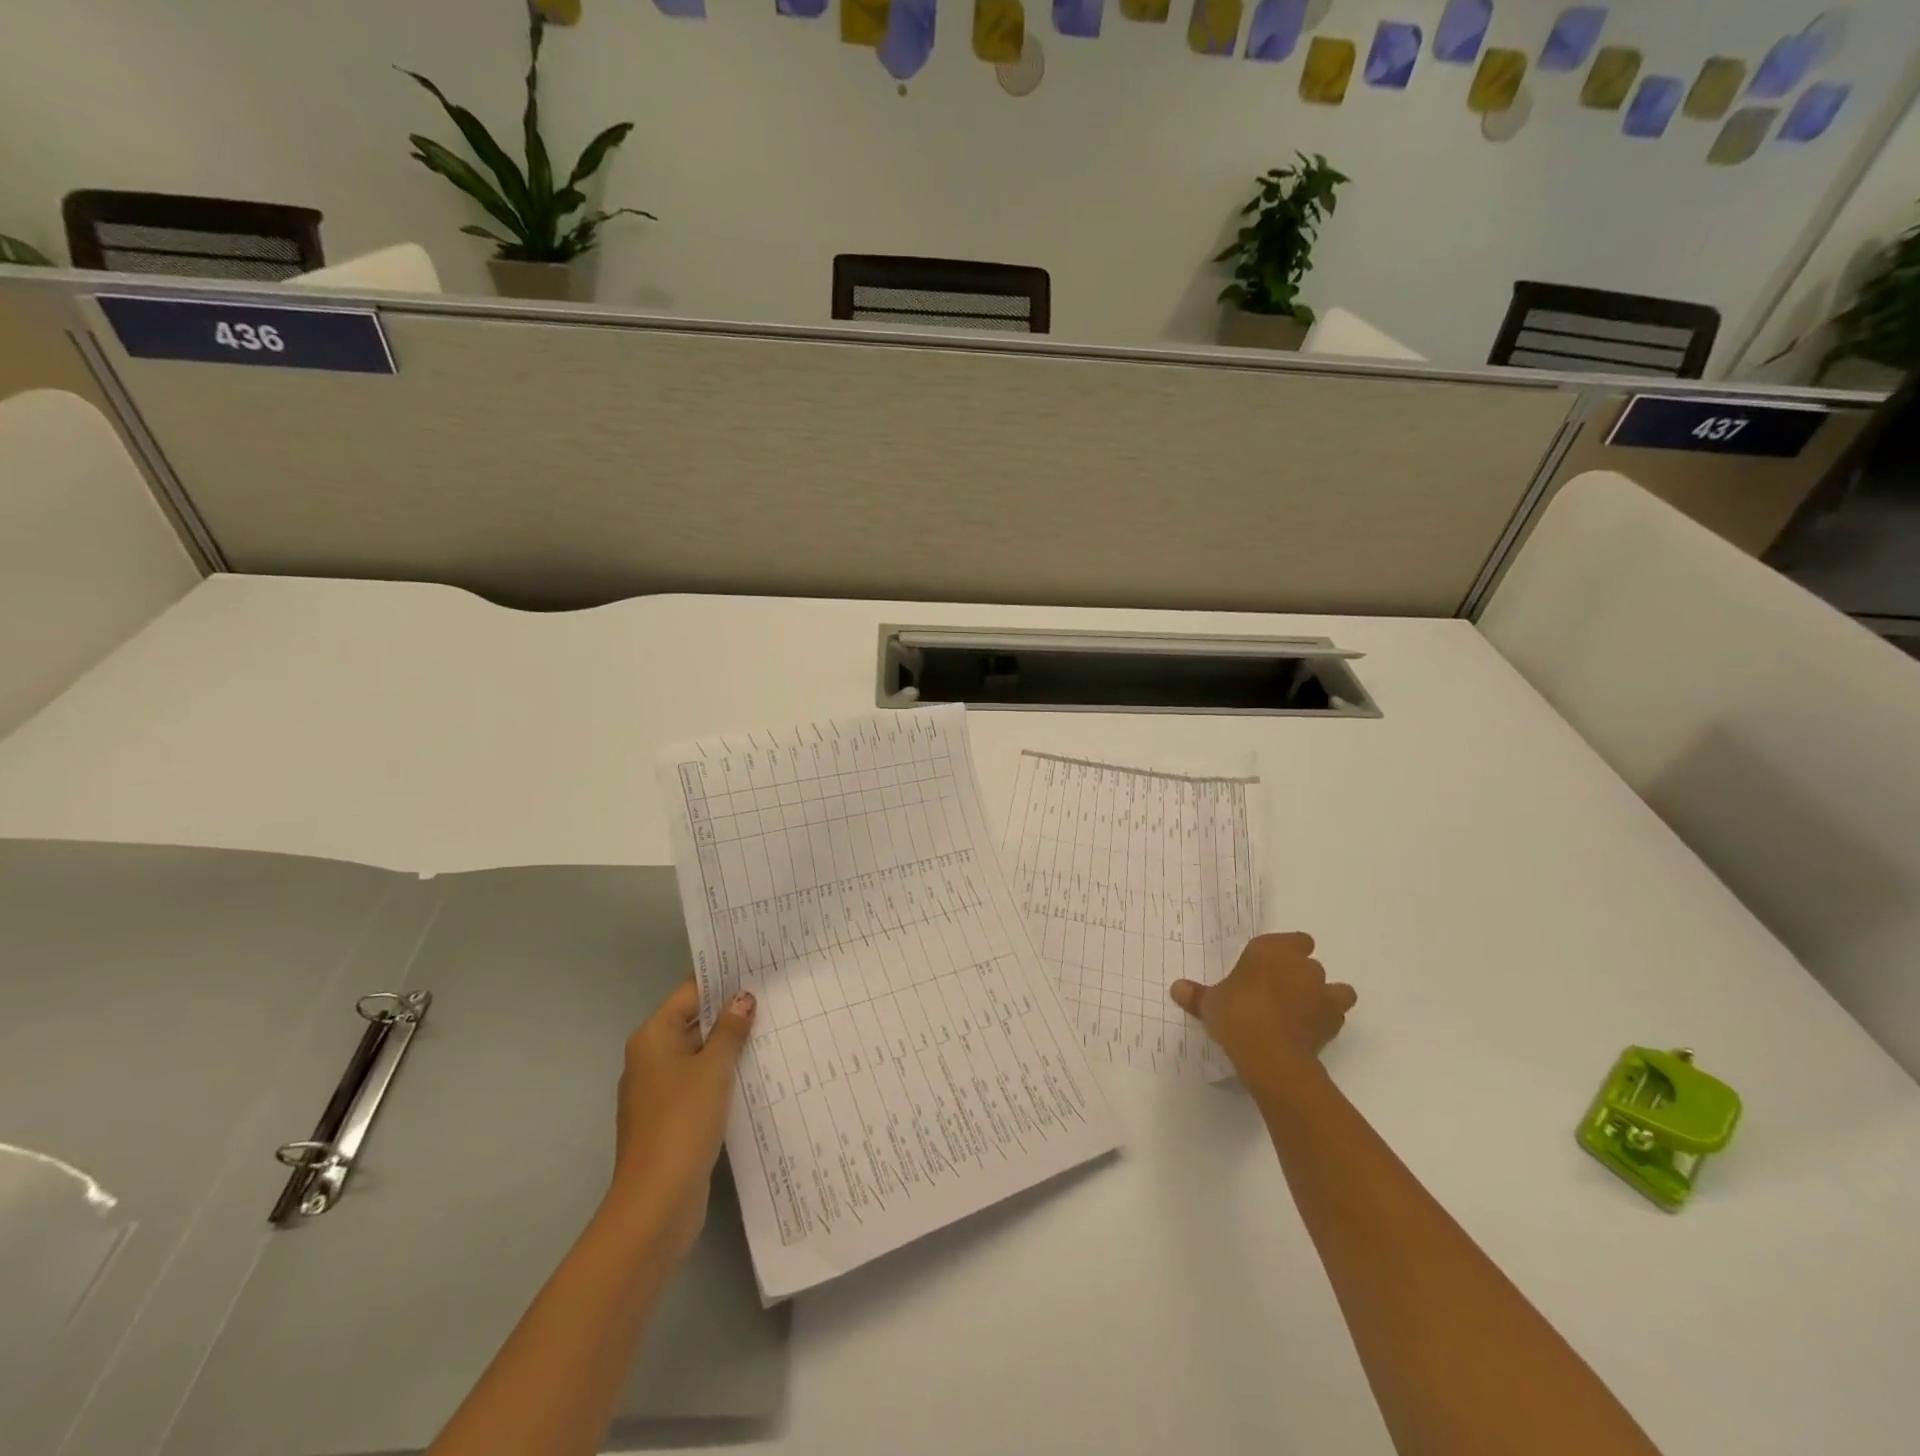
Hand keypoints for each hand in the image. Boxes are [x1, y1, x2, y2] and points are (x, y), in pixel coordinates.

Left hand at [605, 979, 755, 1261]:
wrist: (656, 1203)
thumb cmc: (682, 1123)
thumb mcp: (713, 1069)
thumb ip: (730, 1030)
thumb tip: (743, 997)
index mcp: (653, 1038)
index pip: (690, 992)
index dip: (722, 978)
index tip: (758, 966)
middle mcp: (651, 1058)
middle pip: (693, 1021)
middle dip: (730, 1011)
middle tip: (775, 995)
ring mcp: (660, 1091)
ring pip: (699, 1054)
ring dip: (730, 1045)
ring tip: (775, 1028)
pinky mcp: (672, 1119)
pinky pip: (701, 1083)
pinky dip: (724, 1075)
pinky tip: (756, 1073)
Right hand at [1171, 932, 1354, 1091]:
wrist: (1270, 1052)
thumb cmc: (1236, 1013)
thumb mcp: (1210, 1003)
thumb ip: (1197, 995)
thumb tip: (1177, 988)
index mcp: (1272, 950)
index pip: (1294, 940)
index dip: (1286, 951)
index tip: (1270, 965)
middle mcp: (1302, 965)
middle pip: (1309, 963)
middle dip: (1298, 975)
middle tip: (1276, 991)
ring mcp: (1322, 993)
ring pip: (1335, 988)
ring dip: (1323, 996)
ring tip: (1302, 1011)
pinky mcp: (1334, 1022)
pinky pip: (1336, 1015)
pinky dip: (1327, 1020)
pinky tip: (1310, 1031)